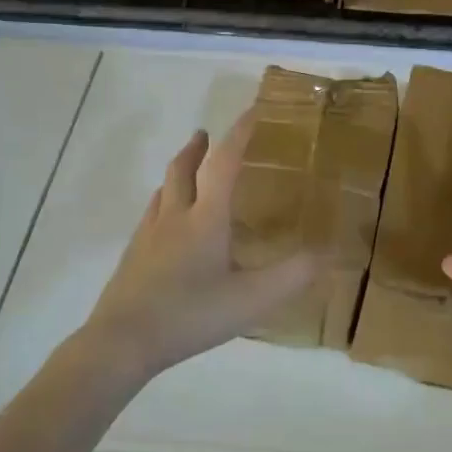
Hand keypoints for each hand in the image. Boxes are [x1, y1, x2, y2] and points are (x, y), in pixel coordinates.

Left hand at [75, 111, 317, 378]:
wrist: (122, 342)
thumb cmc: (190, 315)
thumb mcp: (252, 300)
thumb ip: (292, 276)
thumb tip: (328, 254)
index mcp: (205, 218)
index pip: (224, 162)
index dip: (240, 133)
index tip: (253, 110)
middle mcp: (174, 216)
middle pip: (183, 168)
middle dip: (198, 147)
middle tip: (207, 135)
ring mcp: (148, 235)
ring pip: (164, 189)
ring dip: (179, 171)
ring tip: (191, 172)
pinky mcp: (133, 255)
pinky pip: (152, 214)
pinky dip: (166, 201)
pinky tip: (169, 224)